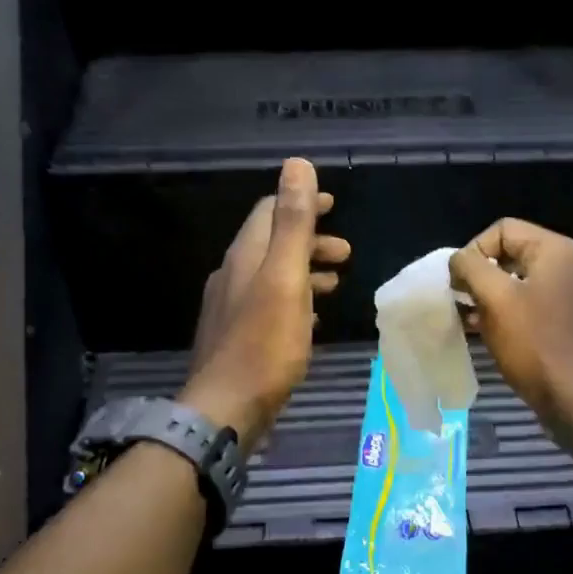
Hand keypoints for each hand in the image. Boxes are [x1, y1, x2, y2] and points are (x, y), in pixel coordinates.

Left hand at [183, 159, 349, 452]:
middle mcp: (232, 276)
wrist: (226, 409)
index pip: (269, 212)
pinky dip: (295, 301)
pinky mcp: (237, 338)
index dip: (301, 202)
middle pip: (272, 244)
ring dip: (305, 272)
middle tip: (346, 253)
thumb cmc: (264, 344)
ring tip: (336, 284)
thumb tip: (297, 165)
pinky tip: (312, 321)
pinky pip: (269, 306)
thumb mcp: (285, 278)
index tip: (334, 205)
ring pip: (272, 276)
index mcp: (245, 256)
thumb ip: (293, 223)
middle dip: (310, 241)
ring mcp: (231, 309)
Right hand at [449, 218, 572, 435]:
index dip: (473, 251)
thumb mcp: (495, 299)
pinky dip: (509, 312)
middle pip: (513, 253)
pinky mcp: (572, 321)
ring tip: (470, 318)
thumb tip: (459, 260)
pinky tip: (489, 332)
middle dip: (481, 274)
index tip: (459, 282)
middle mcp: (571, 265)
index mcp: (556, 251)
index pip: (503, 229)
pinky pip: (533, 304)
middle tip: (462, 300)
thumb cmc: (533, 344)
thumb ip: (471, 268)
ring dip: (491, 295)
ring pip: (521, 281)